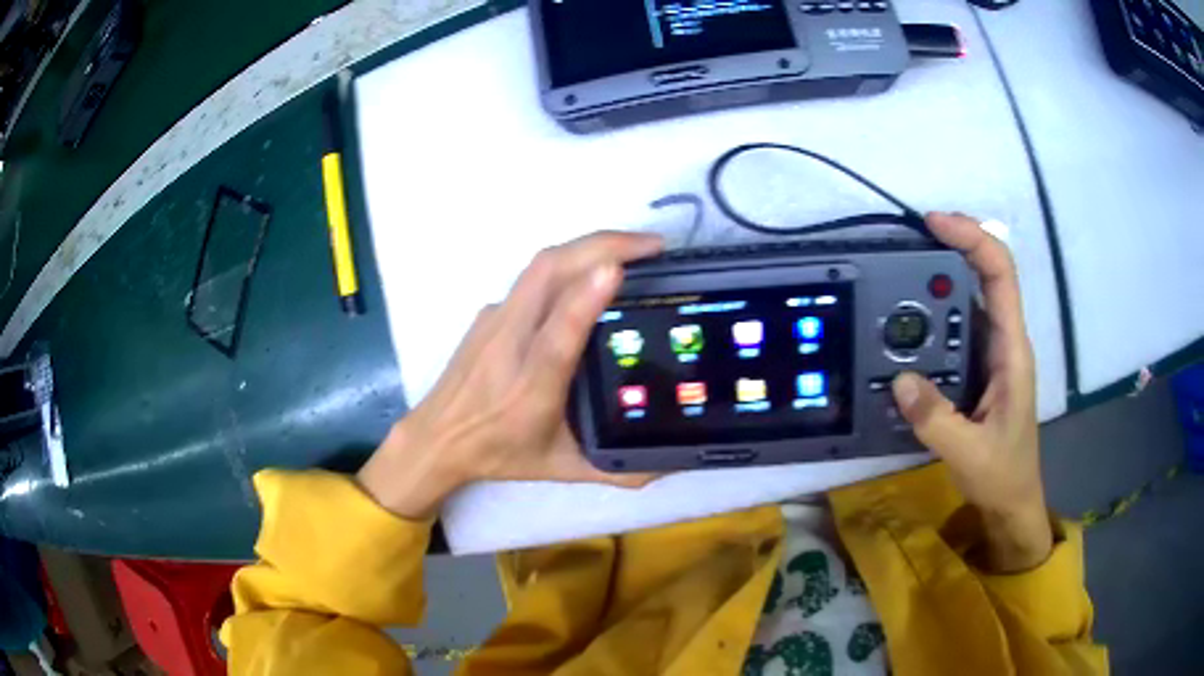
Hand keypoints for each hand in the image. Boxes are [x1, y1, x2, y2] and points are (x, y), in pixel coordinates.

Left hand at [357, 231, 664, 518]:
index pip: (556, 336)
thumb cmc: (500, 453)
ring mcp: (495, 320)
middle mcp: (509, 344)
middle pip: (547, 273)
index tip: (617, 269)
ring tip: (635, 248)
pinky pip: (534, 276)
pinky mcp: (491, 311)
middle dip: (602, 245)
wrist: (437, 437)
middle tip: (654, 245)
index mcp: (530, 388)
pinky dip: (571, 260)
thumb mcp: (564, 467)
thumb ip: (620, 470)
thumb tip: (673, 461)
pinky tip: (595, 269)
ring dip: (589, 245)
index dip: (584, 299)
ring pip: (540, 265)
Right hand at [891, 212, 1051, 572]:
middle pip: (985, 274)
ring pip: (969, 301)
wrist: (1013, 502)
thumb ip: (935, 420)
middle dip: (950, 250)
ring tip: (898, 282)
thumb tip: (900, 380)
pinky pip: (957, 329)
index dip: (972, 239)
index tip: (935, 224)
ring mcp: (991, 354)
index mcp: (1011, 351)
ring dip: (937, 285)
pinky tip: (908, 326)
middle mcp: (1004, 342)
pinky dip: (933, 318)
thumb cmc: (1003, 475)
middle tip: (906, 247)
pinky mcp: (978, 369)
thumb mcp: (968, 454)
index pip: (1000, 275)